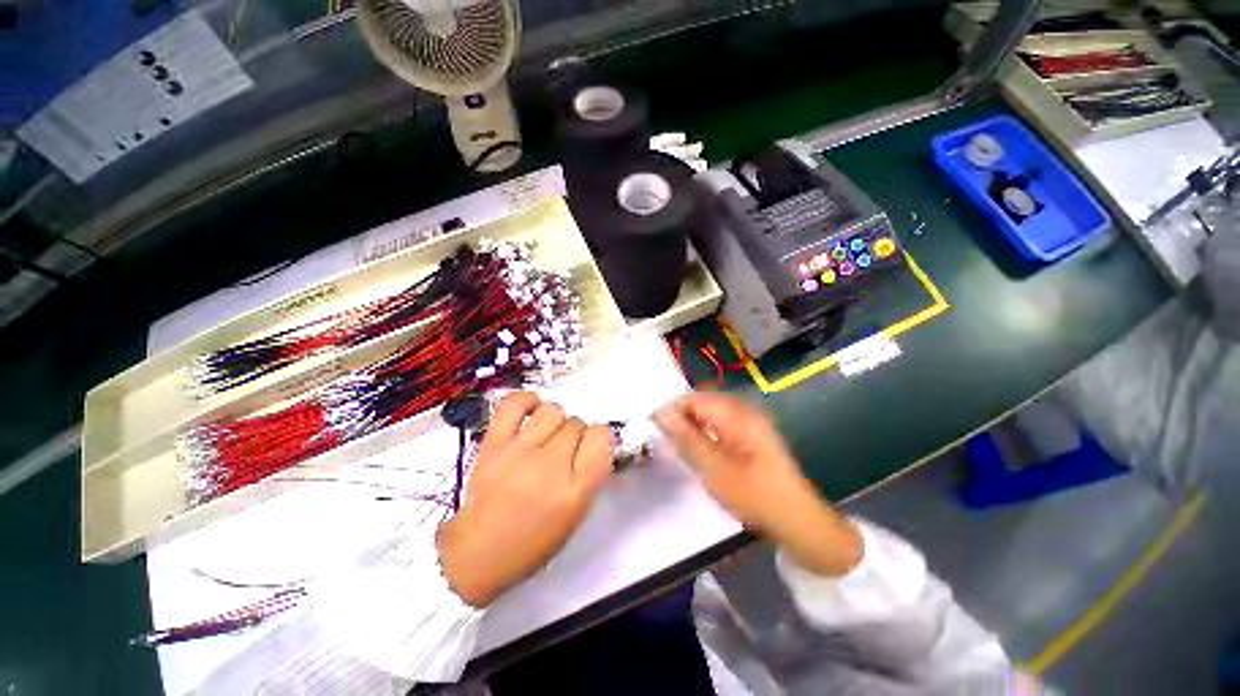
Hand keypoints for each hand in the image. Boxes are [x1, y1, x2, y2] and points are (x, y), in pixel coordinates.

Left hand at [437, 392, 614, 606]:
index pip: (601, 438)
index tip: (590, 446)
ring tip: (547, 433)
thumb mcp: (574, 516)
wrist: (477, 555)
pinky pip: (515, 405)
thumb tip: (593, 441)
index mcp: (575, 491)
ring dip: (555, 420)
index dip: (599, 437)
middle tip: (563, 450)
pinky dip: (527, 401)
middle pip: (576, 424)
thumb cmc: (532, 542)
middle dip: (575, 434)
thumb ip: (590, 475)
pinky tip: (531, 410)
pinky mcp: (493, 444)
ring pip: (553, 411)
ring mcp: (519, 452)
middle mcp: (550, 467)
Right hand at [655, 392, 862, 576]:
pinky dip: (708, 430)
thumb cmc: (754, 495)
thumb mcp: (715, 469)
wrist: (797, 519)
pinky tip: (703, 448)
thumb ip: (686, 438)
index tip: (654, 425)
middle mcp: (745, 410)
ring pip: (712, 412)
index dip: (672, 408)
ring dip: (694, 423)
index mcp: (737, 414)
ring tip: (682, 444)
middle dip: (682, 415)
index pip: (695, 398)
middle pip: (703, 402)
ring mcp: (751, 420)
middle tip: (667, 437)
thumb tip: (661, 412)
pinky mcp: (753, 432)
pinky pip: (723, 421)